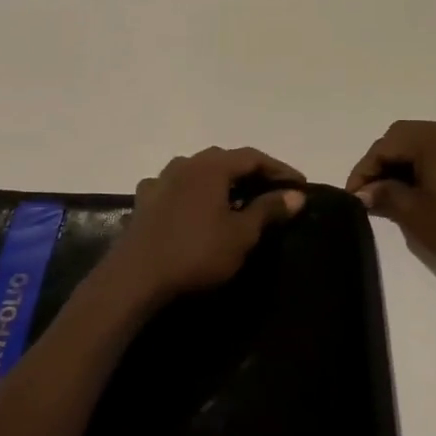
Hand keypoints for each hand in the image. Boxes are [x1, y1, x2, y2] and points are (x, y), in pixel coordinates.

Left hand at [99, 147, 306, 311]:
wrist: (135, 278)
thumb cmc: (196, 253)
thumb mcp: (241, 235)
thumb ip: (268, 210)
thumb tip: (296, 194)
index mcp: (211, 166)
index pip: (253, 157)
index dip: (280, 169)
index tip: (300, 185)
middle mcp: (185, 164)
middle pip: (225, 160)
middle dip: (251, 173)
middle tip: (272, 190)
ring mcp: (160, 181)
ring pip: (199, 172)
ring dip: (221, 182)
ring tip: (236, 199)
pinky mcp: (144, 202)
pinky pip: (177, 189)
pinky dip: (194, 195)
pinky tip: (195, 208)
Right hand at [346, 121, 435, 281]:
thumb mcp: (413, 213)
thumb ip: (384, 194)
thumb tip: (362, 192)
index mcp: (435, 139)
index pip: (387, 144)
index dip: (365, 168)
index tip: (352, 195)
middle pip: (403, 137)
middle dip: (381, 163)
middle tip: (366, 192)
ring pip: (419, 143)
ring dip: (399, 164)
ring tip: (384, 194)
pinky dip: (418, 166)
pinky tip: (408, 190)